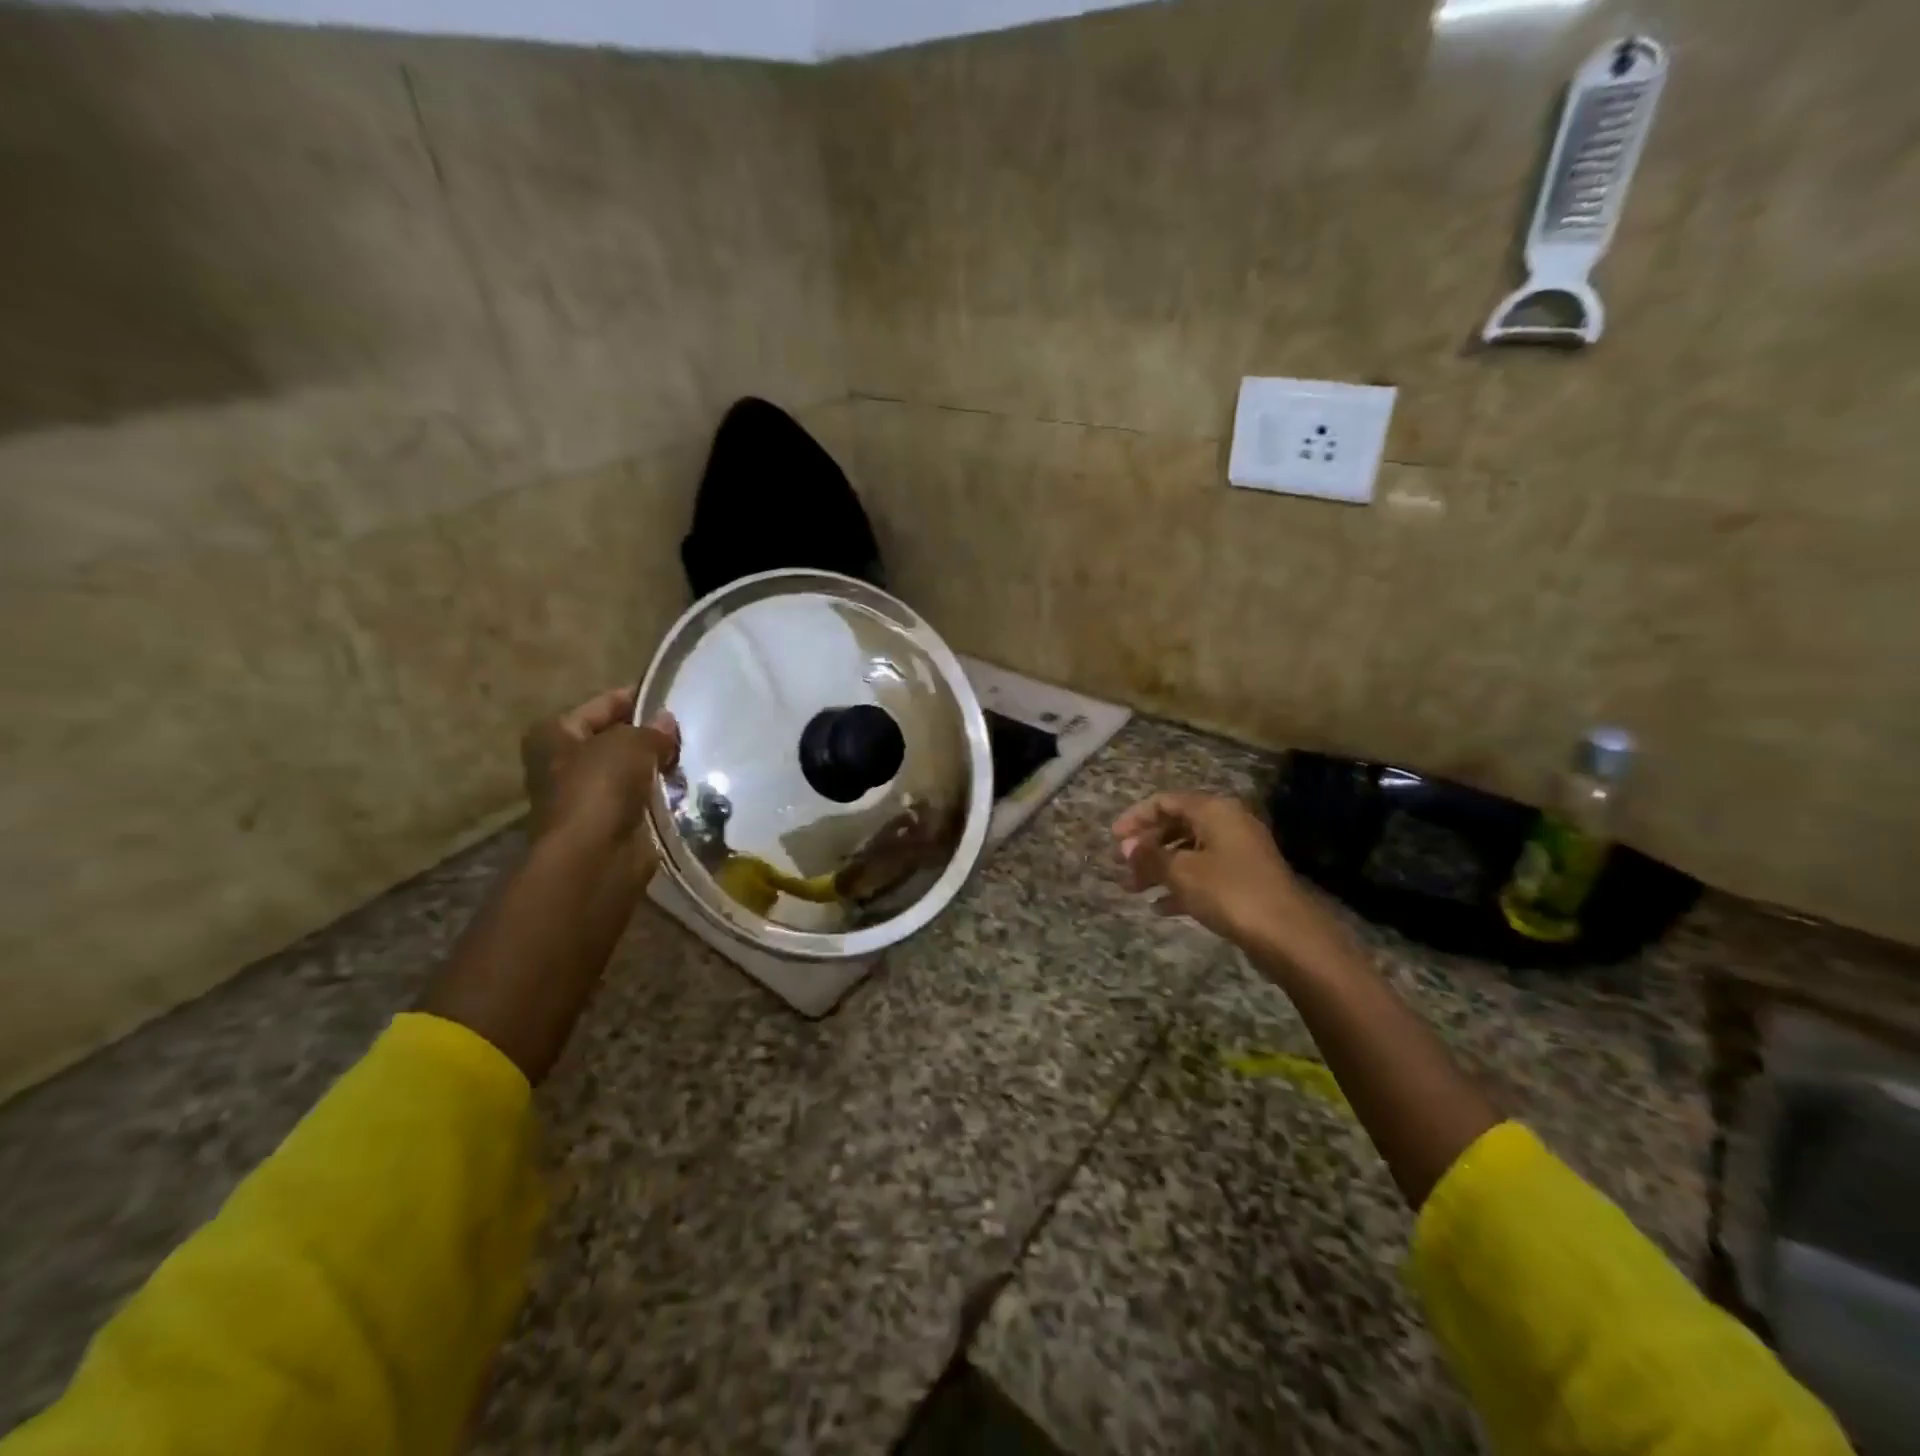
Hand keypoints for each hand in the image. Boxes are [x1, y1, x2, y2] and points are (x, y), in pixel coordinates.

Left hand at [520, 685, 679, 869]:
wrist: (594, 857)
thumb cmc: (599, 787)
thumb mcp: (630, 743)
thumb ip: (651, 729)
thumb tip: (667, 721)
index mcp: (556, 734)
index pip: (603, 705)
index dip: (637, 699)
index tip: (673, 697)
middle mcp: (566, 762)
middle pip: (617, 738)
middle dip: (651, 736)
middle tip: (690, 731)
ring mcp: (589, 795)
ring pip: (633, 770)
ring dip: (660, 766)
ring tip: (695, 756)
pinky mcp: (613, 823)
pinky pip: (644, 798)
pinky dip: (663, 794)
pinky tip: (688, 786)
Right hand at [1113, 792, 1327, 958]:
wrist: (1287, 935)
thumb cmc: (1229, 892)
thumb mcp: (1181, 872)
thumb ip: (1150, 856)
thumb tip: (1128, 846)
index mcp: (1214, 811)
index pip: (1166, 801)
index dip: (1136, 818)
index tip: (1114, 839)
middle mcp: (1228, 824)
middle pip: (1177, 826)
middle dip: (1147, 847)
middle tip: (1122, 867)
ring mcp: (1239, 853)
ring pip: (1189, 852)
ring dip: (1159, 869)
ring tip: (1133, 890)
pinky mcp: (1245, 880)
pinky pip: (1204, 874)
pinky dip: (1181, 886)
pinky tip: (1160, 908)